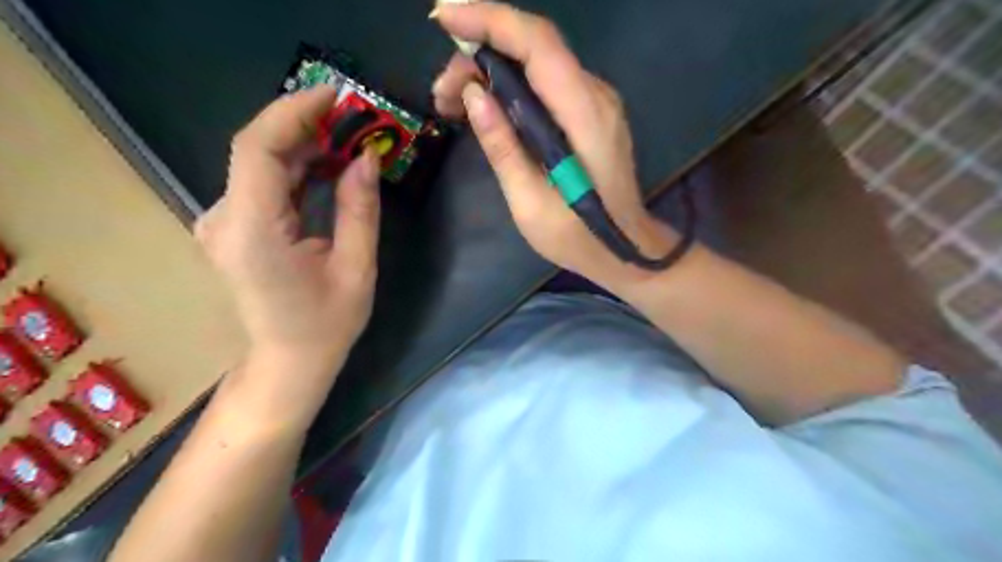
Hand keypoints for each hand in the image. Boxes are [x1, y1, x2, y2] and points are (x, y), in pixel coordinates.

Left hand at [194, 87, 380, 377]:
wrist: (287, 362)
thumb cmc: (327, 324)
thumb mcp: (357, 268)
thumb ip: (359, 209)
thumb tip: (367, 158)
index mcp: (253, 232)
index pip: (258, 149)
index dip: (294, 113)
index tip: (336, 96)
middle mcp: (224, 219)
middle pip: (257, 150)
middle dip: (306, 125)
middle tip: (354, 118)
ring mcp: (222, 222)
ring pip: (259, 164)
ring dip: (304, 146)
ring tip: (349, 139)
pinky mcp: (232, 227)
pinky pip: (261, 184)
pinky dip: (295, 168)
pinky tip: (327, 166)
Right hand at [432, 5, 676, 292]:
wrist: (624, 249)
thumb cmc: (577, 237)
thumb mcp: (530, 203)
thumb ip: (503, 147)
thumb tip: (473, 95)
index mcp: (584, 117)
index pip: (539, 45)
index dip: (491, 21)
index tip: (443, 18)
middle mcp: (596, 96)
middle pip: (534, 48)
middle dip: (479, 54)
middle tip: (441, 94)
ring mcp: (596, 103)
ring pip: (537, 64)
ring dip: (490, 72)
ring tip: (452, 105)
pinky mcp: (589, 113)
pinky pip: (545, 83)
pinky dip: (510, 86)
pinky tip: (485, 109)